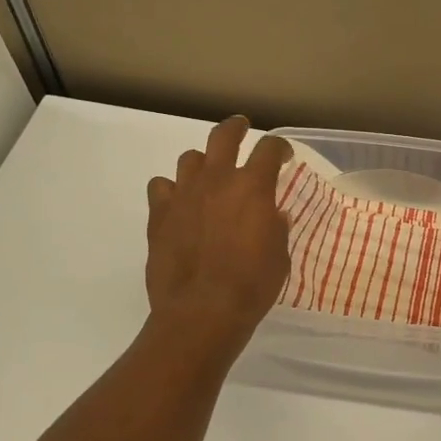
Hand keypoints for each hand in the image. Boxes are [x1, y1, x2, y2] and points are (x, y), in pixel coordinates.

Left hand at [145, 116, 292, 353]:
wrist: (201, 312)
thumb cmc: (251, 286)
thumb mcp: (279, 257)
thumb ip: (276, 228)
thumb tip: (273, 215)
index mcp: (252, 187)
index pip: (269, 149)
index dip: (278, 147)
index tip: (282, 156)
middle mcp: (216, 180)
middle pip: (223, 136)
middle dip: (235, 128)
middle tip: (241, 128)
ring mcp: (183, 195)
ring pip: (189, 158)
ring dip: (202, 163)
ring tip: (207, 175)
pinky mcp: (158, 214)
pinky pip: (160, 187)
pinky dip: (171, 190)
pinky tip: (178, 204)